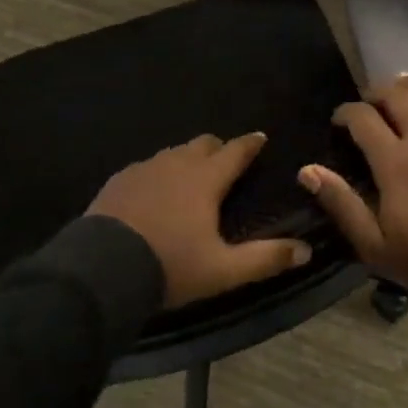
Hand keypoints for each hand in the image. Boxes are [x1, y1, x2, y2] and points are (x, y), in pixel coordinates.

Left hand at [86, 132, 311, 307]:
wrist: (101, 270)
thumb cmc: (170, 265)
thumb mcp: (222, 270)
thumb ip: (265, 258)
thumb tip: (305, 250)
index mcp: (206, 179)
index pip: (235, 151)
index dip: (250, 144)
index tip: (260, 137)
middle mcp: (177, 164)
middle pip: (203, 144)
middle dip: (218, 148)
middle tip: (226, 160)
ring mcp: (144, 169)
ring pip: (173, 153)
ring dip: (187, 159)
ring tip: (191, 176)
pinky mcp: (119, 180)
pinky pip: (146, 167)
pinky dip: (158, 173)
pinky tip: (153, 190)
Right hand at [300, 76, 407, 305]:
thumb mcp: (374, 245)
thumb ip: (341, 203)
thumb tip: (307, 171)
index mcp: (394, 162)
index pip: (363, 118)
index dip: (345, 112)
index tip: (338, 122)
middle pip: (397, 96)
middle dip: (376, 92)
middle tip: (368, 104)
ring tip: (401, 89)